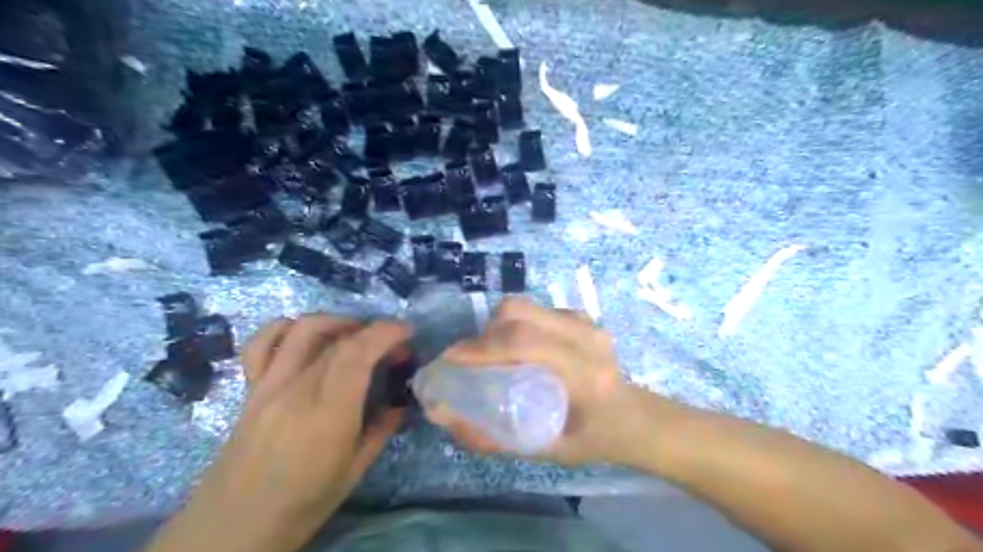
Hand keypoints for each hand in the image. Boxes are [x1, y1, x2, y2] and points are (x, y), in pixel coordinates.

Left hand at [146, 316, 410, 550]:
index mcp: (328, 413)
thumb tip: (401, 404)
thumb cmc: (303, 503)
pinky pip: (261, 344)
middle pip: (338, 339)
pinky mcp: (251, 389)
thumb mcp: (354, 471)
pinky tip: (304, 335)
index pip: (357, 352)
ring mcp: (269, 385)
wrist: (233, 527)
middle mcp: (297, 389)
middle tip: (392, 348)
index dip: (386, 332)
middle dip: (373, 332)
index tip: (407, 333)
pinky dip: (285, 327)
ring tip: (356, 334)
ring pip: (302, 330)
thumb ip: (381, 429)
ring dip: (336, 322)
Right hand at [425, 299, 666, 467]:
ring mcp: (586, 323)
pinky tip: (518, 348)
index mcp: (584, 375)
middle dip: (484, 333)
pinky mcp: (582, 316)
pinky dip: (516, 324)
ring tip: (491, 353)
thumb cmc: (593, 439)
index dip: (481, 348)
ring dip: (498, 326)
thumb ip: (494, 437)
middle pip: (521, 313)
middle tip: (469, 358)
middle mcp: (586, 339)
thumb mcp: (545, 450)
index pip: (524, 344)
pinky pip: (536, 310)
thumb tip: (444, 416)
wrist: (634, 416)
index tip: (451, 360)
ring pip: (526, 306)